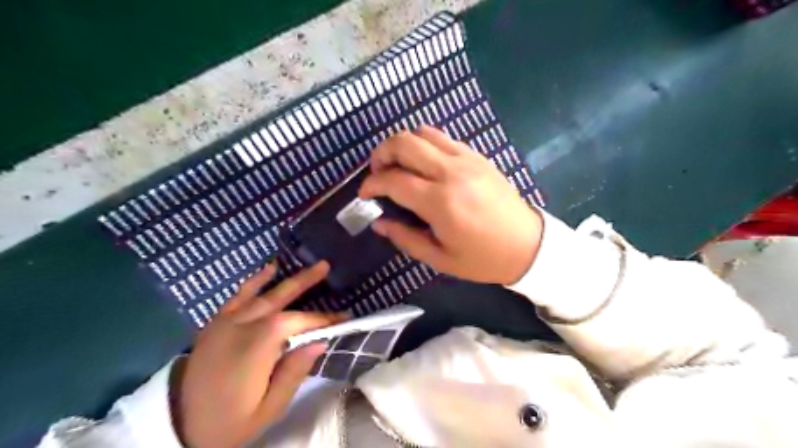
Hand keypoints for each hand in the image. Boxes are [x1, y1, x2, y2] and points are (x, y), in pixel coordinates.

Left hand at [171, 262, 345, 447]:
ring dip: (287, 278)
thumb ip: (294, 372)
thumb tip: (320, 342)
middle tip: (326, 266)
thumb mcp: (268, 408)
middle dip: (306, 281)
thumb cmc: (229, 420)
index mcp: (259, 345)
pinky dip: (255, 281)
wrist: (177, 424)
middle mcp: (244, 325)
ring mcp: (227, 320)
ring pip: (263, 293)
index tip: (344, 318)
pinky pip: (238, 295)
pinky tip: (269, 269)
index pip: (299, 323)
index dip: (323, 319)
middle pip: (281, 297)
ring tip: (308, 266)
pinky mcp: (216, 322)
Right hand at [360, 126, 542, 283]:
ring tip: (399, 166)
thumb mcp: (440, 259)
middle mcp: (451, 172)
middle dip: (381, 153)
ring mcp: (467, 159)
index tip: (365, 194)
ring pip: (423, 132)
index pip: (393, 180)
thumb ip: (405, 238)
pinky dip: (425, 145)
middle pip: (404, 142)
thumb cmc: (483, 258)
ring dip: (403, 145)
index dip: (371, 184)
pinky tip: (425, 165)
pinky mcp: (478, 156)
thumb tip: (379, 222)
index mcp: (440, 202)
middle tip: (378, 173)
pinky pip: (443, 138)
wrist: (528, 245)